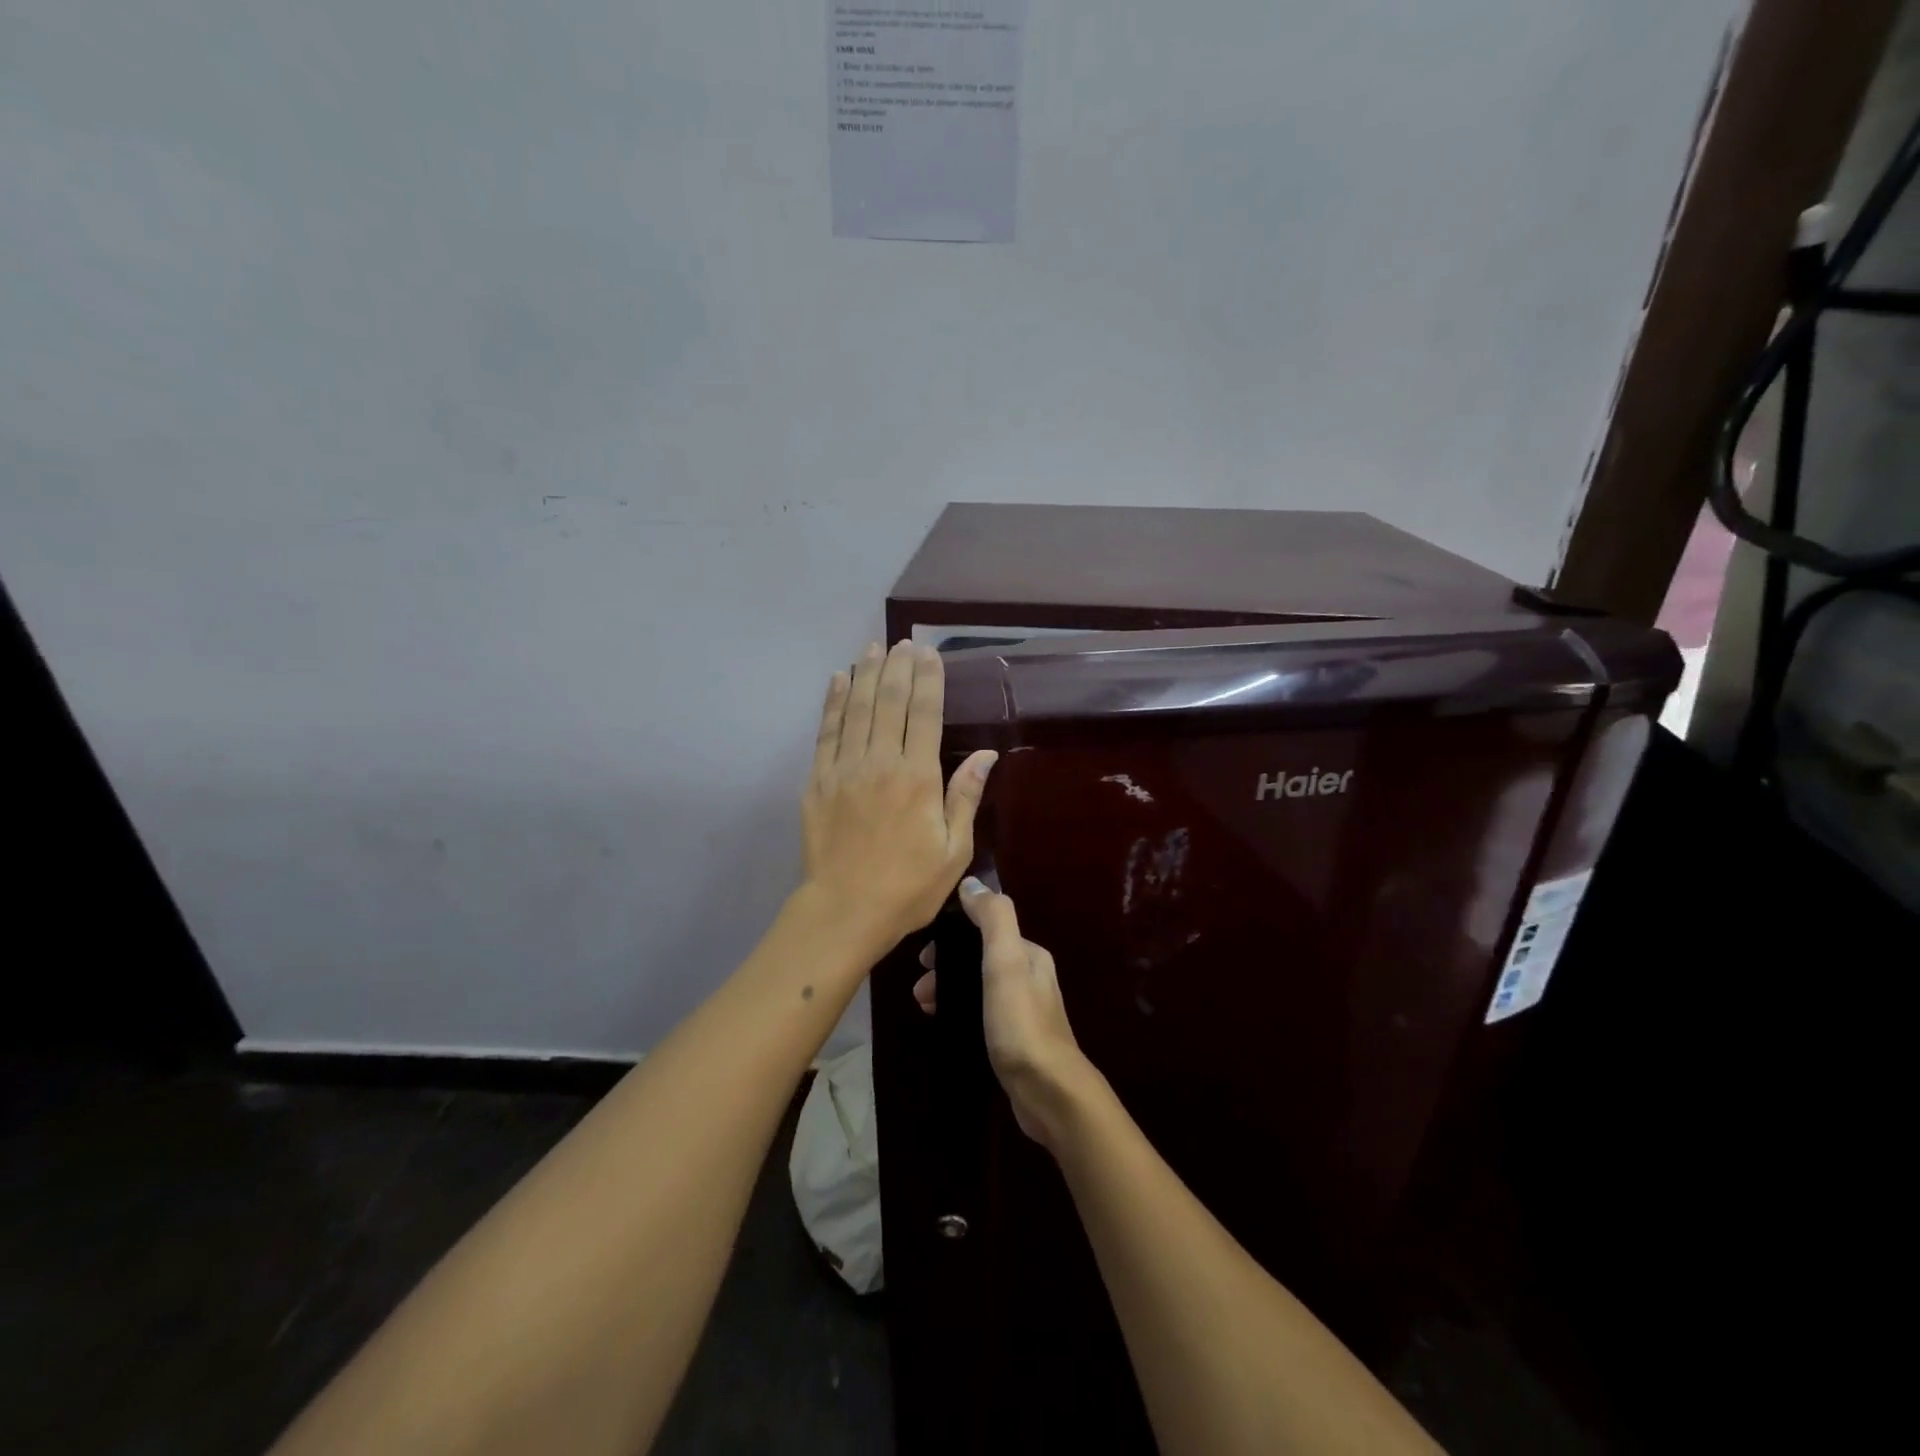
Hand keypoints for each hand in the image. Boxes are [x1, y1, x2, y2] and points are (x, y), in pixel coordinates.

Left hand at [801, 640, 996, 959]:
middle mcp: (880, 763)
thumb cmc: (908, 887)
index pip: (925, 715)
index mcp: (918, 779)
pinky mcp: (817, 781)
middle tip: (903, 642)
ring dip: (866, 674)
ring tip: (874, 648)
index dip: (928, 680)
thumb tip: (986, 755)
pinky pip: (826, 732)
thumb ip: (965, 797)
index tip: (929, 653)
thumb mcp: (954, 851)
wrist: (844, 912)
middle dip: (898, 667)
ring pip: (857, 709)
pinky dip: (833, 702)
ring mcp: (844, 769)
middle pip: (890, 702)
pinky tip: (839, 680)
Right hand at [915, 878, 1093, 1150]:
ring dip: (949, 988)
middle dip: (947, 964)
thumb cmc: (1021, 1021)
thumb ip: (992, 917)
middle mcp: (1029, 977)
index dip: (953, 934)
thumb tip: (970, 883)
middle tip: (921, 985)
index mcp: (1029, 954)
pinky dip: (958, 1011)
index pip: (986, 929)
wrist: (1048, 1091)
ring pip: (977, 986)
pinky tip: (943, 1023)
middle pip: (979, 957)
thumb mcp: (1006, 961)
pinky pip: (979, 1012)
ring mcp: (1022, 1011)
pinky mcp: (1013, 1040)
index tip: (924, 954)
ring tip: (924, 1005)